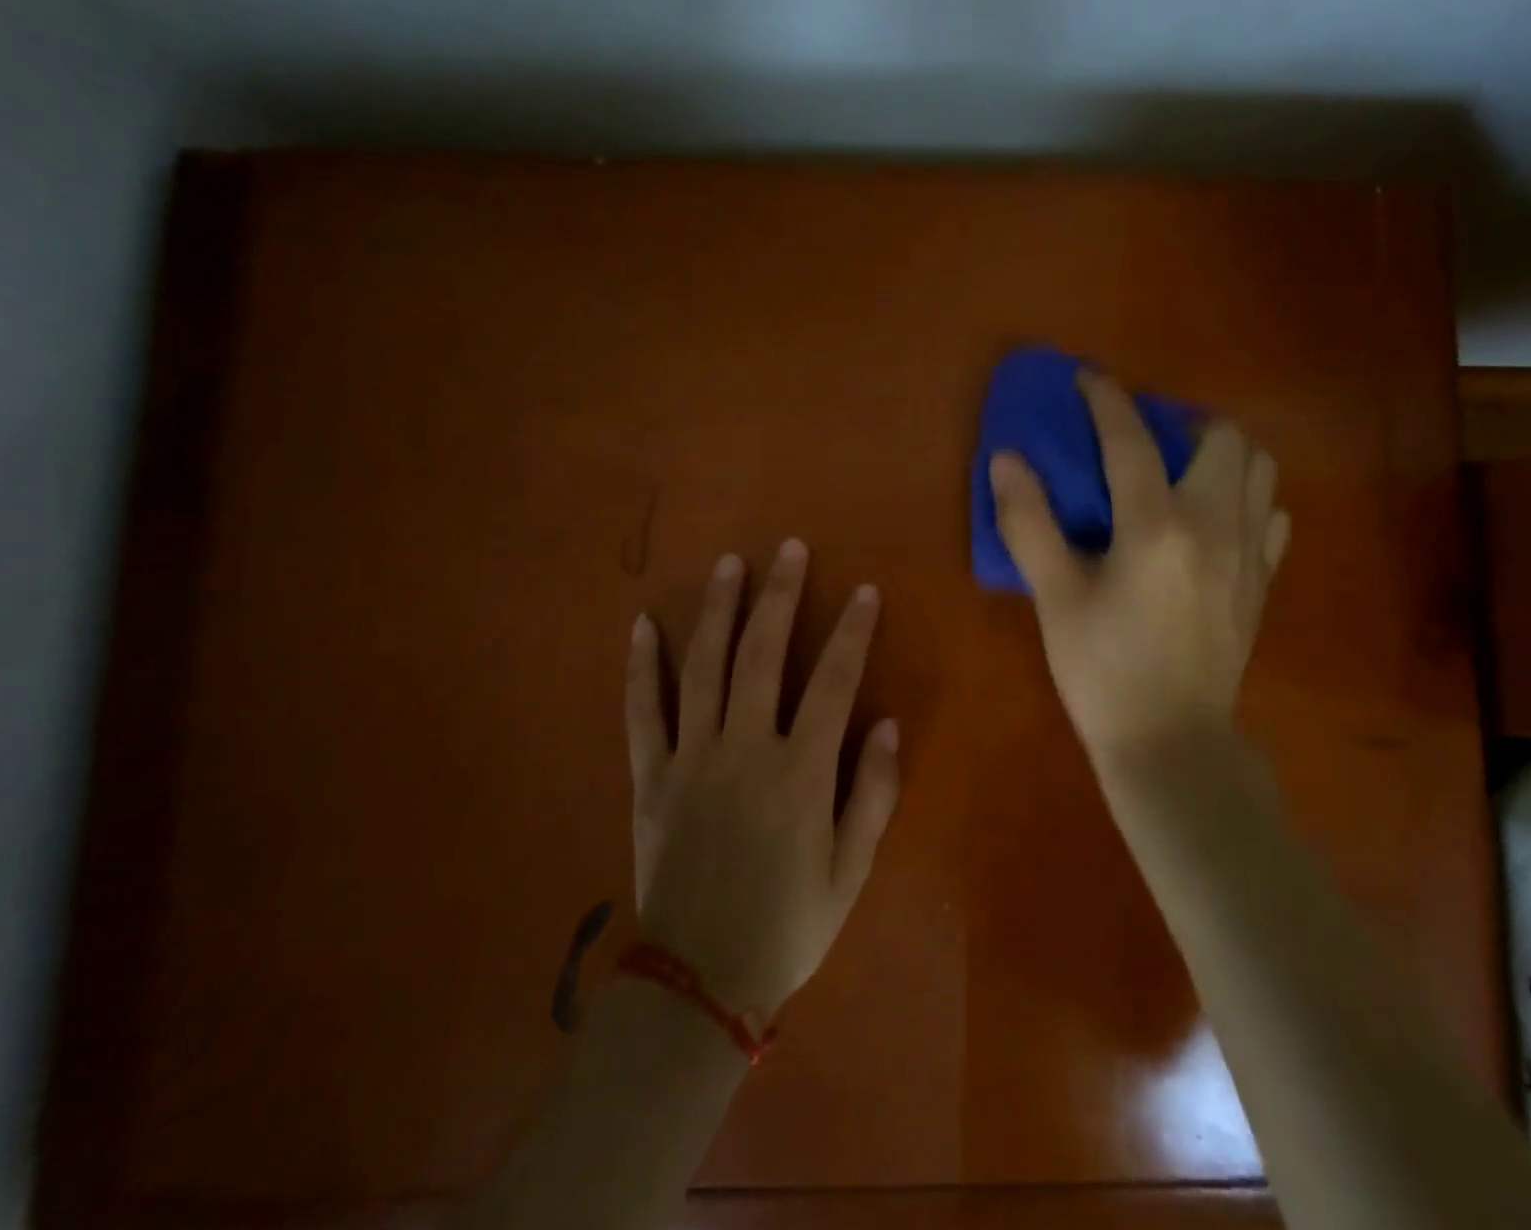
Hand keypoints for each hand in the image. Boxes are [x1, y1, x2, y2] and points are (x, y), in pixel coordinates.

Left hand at [625, 540, 899, 1017]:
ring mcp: (690, 759)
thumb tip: (889, 722)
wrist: (700, 981)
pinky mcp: (650, 777)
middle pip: (762, 655)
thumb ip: (874, 793)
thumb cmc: (789, 925)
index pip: (833, 683)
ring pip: (702, 668)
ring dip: (717, 610)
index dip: (852, 632)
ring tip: (729, 564)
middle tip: (789, 549)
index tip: (865, 590)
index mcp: (799, 773)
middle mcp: (743, 751)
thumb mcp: (851, 870)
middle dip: (780, 596)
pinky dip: (641, 667)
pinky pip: (642, 712)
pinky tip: (642, 625)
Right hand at [990, 371, 1288, 769]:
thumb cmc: (1102, 670)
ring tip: (1181, 469)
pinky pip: (1271, 513)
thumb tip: (1006, 459)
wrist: (1171, 741)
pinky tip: (1213, 518)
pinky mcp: (1262, 580)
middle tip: (1144, 437)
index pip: (1131, 439)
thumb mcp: (1054, 597)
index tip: (1087, 378)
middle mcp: (1214, 525)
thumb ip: (1028, 522)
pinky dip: (1246, 497)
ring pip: (1259, 468)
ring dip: (1221, 452)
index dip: (1106, 399)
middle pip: (1222, 436)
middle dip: (1182, 420)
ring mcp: (1248, 553)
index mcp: (1156, 526)